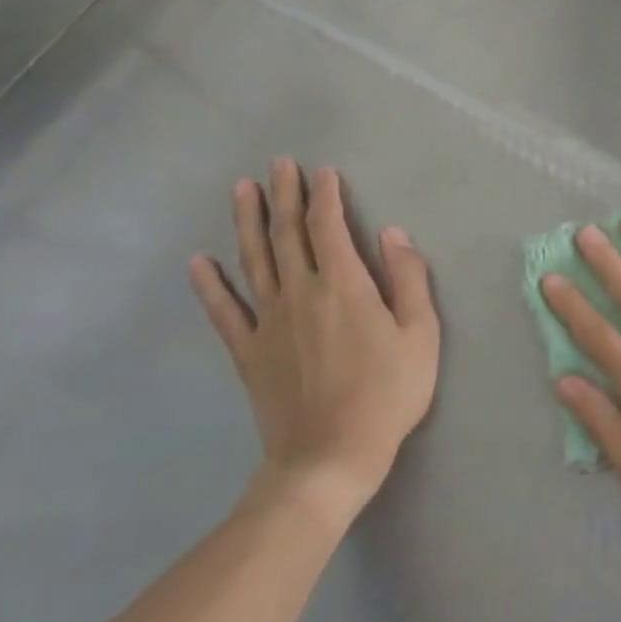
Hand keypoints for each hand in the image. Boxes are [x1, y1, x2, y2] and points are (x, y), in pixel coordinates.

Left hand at [190, 158, 439, 527]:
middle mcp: (301, 293)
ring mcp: (268, 322)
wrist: (329, 457)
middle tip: (279, 164)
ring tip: (243, 190)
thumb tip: (393, 234)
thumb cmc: (388, 394)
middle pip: (289, 234)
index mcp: (344, 286)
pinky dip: (210, 285)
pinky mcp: (248, 352)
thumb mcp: (421, 335)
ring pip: (254, 260)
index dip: (327, 196)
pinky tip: (199, 262)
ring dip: (248, 222)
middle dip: (286, 196)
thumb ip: (409, 279)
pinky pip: (224, 311)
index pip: (330, 227)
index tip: (324, 172)